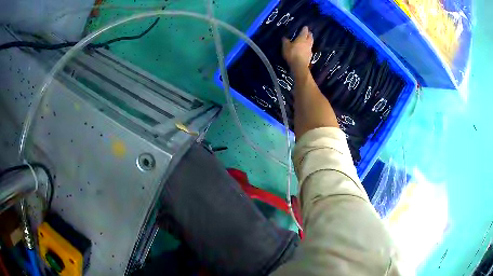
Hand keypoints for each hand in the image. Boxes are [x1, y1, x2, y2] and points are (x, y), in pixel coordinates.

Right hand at [282, 26, 313, 70]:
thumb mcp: (285, 46)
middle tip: (309, 33)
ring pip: (311, 43)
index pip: (304, 32)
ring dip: (310, 41)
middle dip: (309, 34)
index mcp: (302, 39)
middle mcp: (307, 43)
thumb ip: (285, 41)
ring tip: (308, 40)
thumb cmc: (292, 54)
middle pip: (310, 37)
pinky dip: (308, 48)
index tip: (305, 27)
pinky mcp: (310, 56)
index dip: (305, 29)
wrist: (299, 66)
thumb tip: (284, 37)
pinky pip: (309, 50)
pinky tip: (306, 49)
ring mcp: (309, 50)